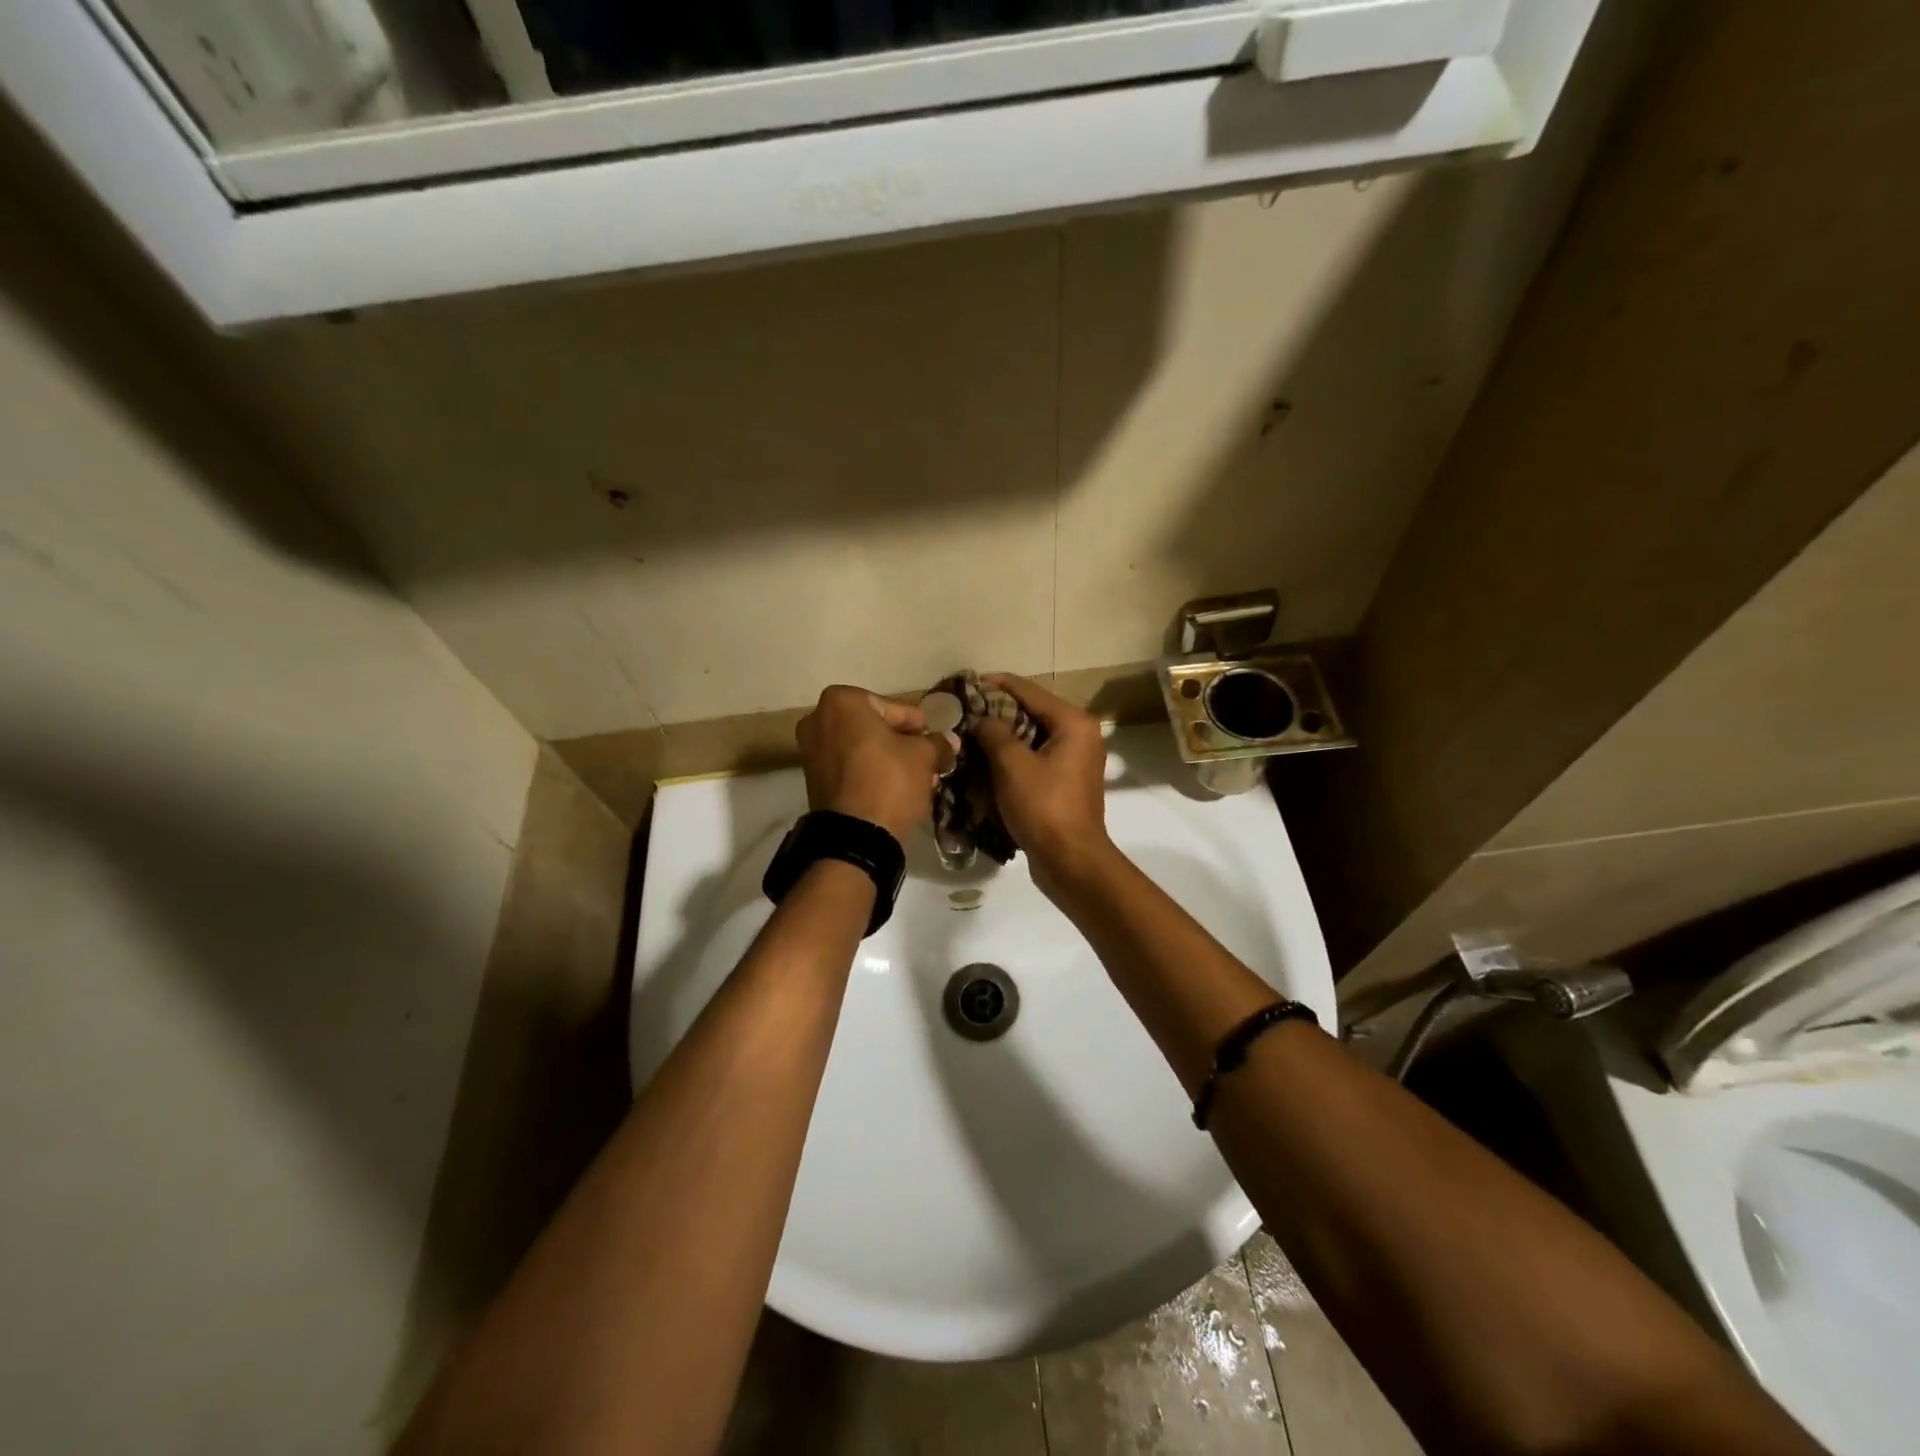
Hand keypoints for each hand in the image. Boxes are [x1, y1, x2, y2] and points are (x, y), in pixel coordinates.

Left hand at [796, 685, 949, 842]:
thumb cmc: (889, 780)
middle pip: (874, 727)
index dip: (917, 725)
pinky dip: (870, 771)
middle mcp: (818, 718)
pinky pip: (849, 766)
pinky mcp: (812, 778)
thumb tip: (951, 740)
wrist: (855, 835)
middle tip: (927, 758)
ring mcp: (811, 749)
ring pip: (862, 747)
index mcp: (842, 701)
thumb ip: (938, 743)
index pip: (893, 707)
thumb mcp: (924, 757)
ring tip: (918, 777)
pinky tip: (896, 787)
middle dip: (902, 743)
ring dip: (889, 759)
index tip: (933, 738)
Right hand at [972, 673, 1113, 886]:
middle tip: (964, 711)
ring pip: (1032, 736)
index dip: (997, 685)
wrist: (1070, 861)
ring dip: (1003, 735)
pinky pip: (1035, 758)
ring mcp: (1075, 759)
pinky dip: (1013, 756)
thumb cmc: (1043, 807)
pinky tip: (986, 760)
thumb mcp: (1011, 764)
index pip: (1029, 691)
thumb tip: (980, 718)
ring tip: (970, 733)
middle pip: (1033, 711)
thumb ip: (993, 732)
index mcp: (1073, 722)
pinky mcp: (1066, 781)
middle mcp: (1080, 734)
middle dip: (998, 711)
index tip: (967, 683)